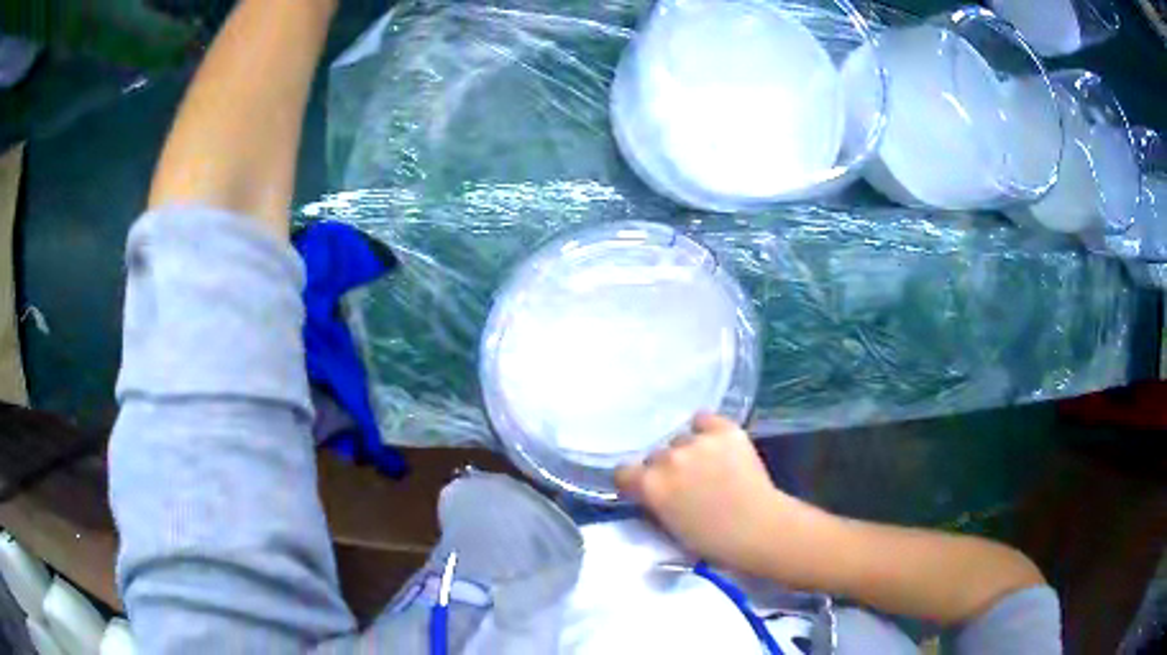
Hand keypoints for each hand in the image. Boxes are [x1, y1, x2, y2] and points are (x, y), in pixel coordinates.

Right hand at [615, 414, 790, 572]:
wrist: (759, 529)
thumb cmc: (713, 542)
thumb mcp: (670, 529)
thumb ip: (655, 504)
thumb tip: (652, 492)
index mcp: (650, 486)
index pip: (623, 471)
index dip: (634, 481)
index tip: (645, 488)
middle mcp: (668, 459)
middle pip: (655, 455)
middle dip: (665, 468)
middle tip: (684, 482)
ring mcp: (697, 442)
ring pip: (680, 438)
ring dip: (688, 451)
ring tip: (708, 465)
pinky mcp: (725, 430)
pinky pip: (704, 419)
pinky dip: (707, 430)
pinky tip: (716, 443)